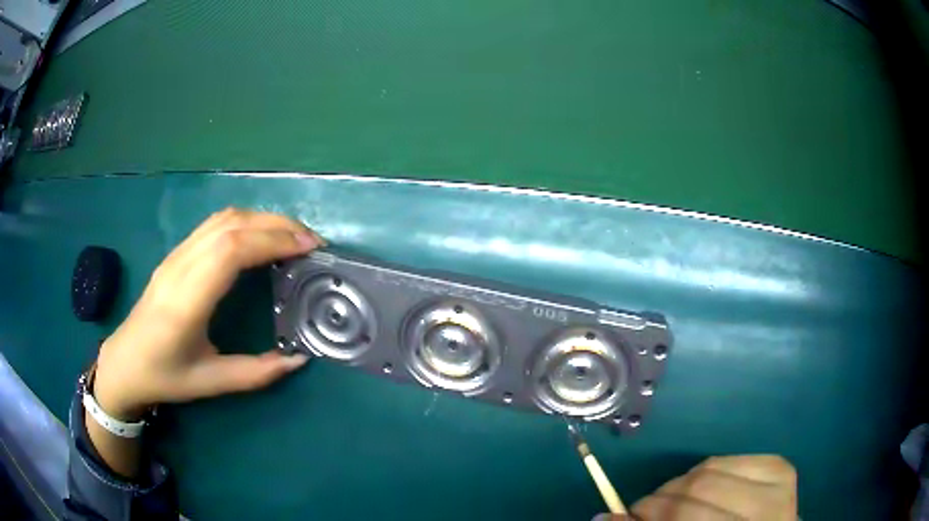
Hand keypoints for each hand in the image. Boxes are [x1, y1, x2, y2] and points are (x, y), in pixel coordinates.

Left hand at [93, 208, 323, 419]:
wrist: (123, 362)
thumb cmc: (164, 375)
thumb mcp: (210, 382)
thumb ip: (256, 373)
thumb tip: (299, 358)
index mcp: (186, 301)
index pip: (230, 250)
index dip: (272, 241)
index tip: (309, 248)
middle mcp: (180, 267)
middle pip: (231, 225)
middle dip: (277, 225)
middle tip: (312, 242)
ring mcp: (175, 255)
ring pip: (223, 218)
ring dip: (262, 219)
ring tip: (292, 237)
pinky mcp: (176, 253)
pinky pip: (214, 225)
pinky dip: (245, 222)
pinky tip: (260, 238)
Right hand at [597, 455, 796, 520]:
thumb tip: (604, 516)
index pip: (686, 516)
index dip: (650, 515)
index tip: (626, 516)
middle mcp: (768, 511)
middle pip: (699, 489)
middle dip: (661, 498)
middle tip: (647, 509)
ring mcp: (779, 484)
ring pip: (712, 468)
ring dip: (682, 484)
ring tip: (676, 499)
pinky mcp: (780, 467)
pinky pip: (730, 458)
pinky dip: (707, 471)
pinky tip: (706, 488)